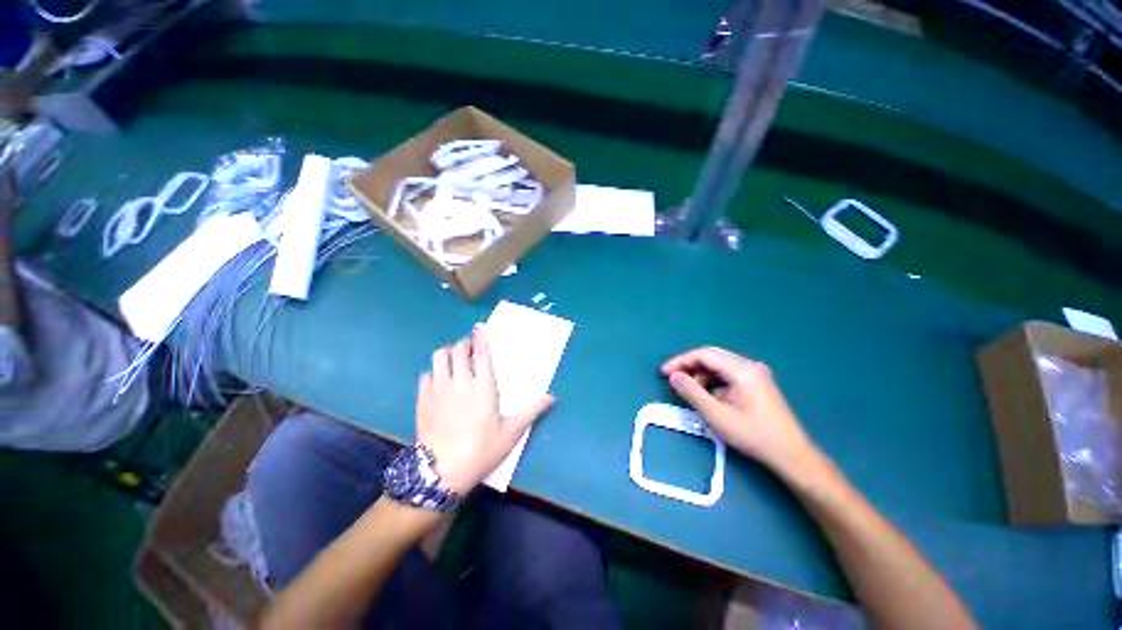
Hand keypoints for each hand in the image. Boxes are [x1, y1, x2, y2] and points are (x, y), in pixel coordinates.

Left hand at [415, 324, 554, 493]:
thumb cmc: (481, 450)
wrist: (442, 472)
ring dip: (448, 353)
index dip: (480, 337)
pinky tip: (440, 379)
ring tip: (454, 359)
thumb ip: (531, 411)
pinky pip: (426, 374)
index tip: (480, 327)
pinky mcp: (422, 399)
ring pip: (439, 357)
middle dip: (464, 343)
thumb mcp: (511, 432)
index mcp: (483, 387)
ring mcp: (438, 389)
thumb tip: (552, 396)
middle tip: (470, 348)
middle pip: (458, 350)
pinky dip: (434, 371)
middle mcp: (460, 382)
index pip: (481, 353)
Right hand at [662, 346, 821, 478]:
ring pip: (719, 365)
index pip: (704, 355)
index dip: (681, 361)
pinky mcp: (757, 383)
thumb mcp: (717, 415)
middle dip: (690, 366)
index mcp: (742, 370)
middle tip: (673, 380)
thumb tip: (673, 376)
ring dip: (701, 375)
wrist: (791, 455)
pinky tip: (709, 397)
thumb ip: (692, 392)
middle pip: (712, 357)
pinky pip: (728, 374)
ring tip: (691, 393)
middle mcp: (749, 365)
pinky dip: (713, 381)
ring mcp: (755, 373)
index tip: (664, 373)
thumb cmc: (754, 435)